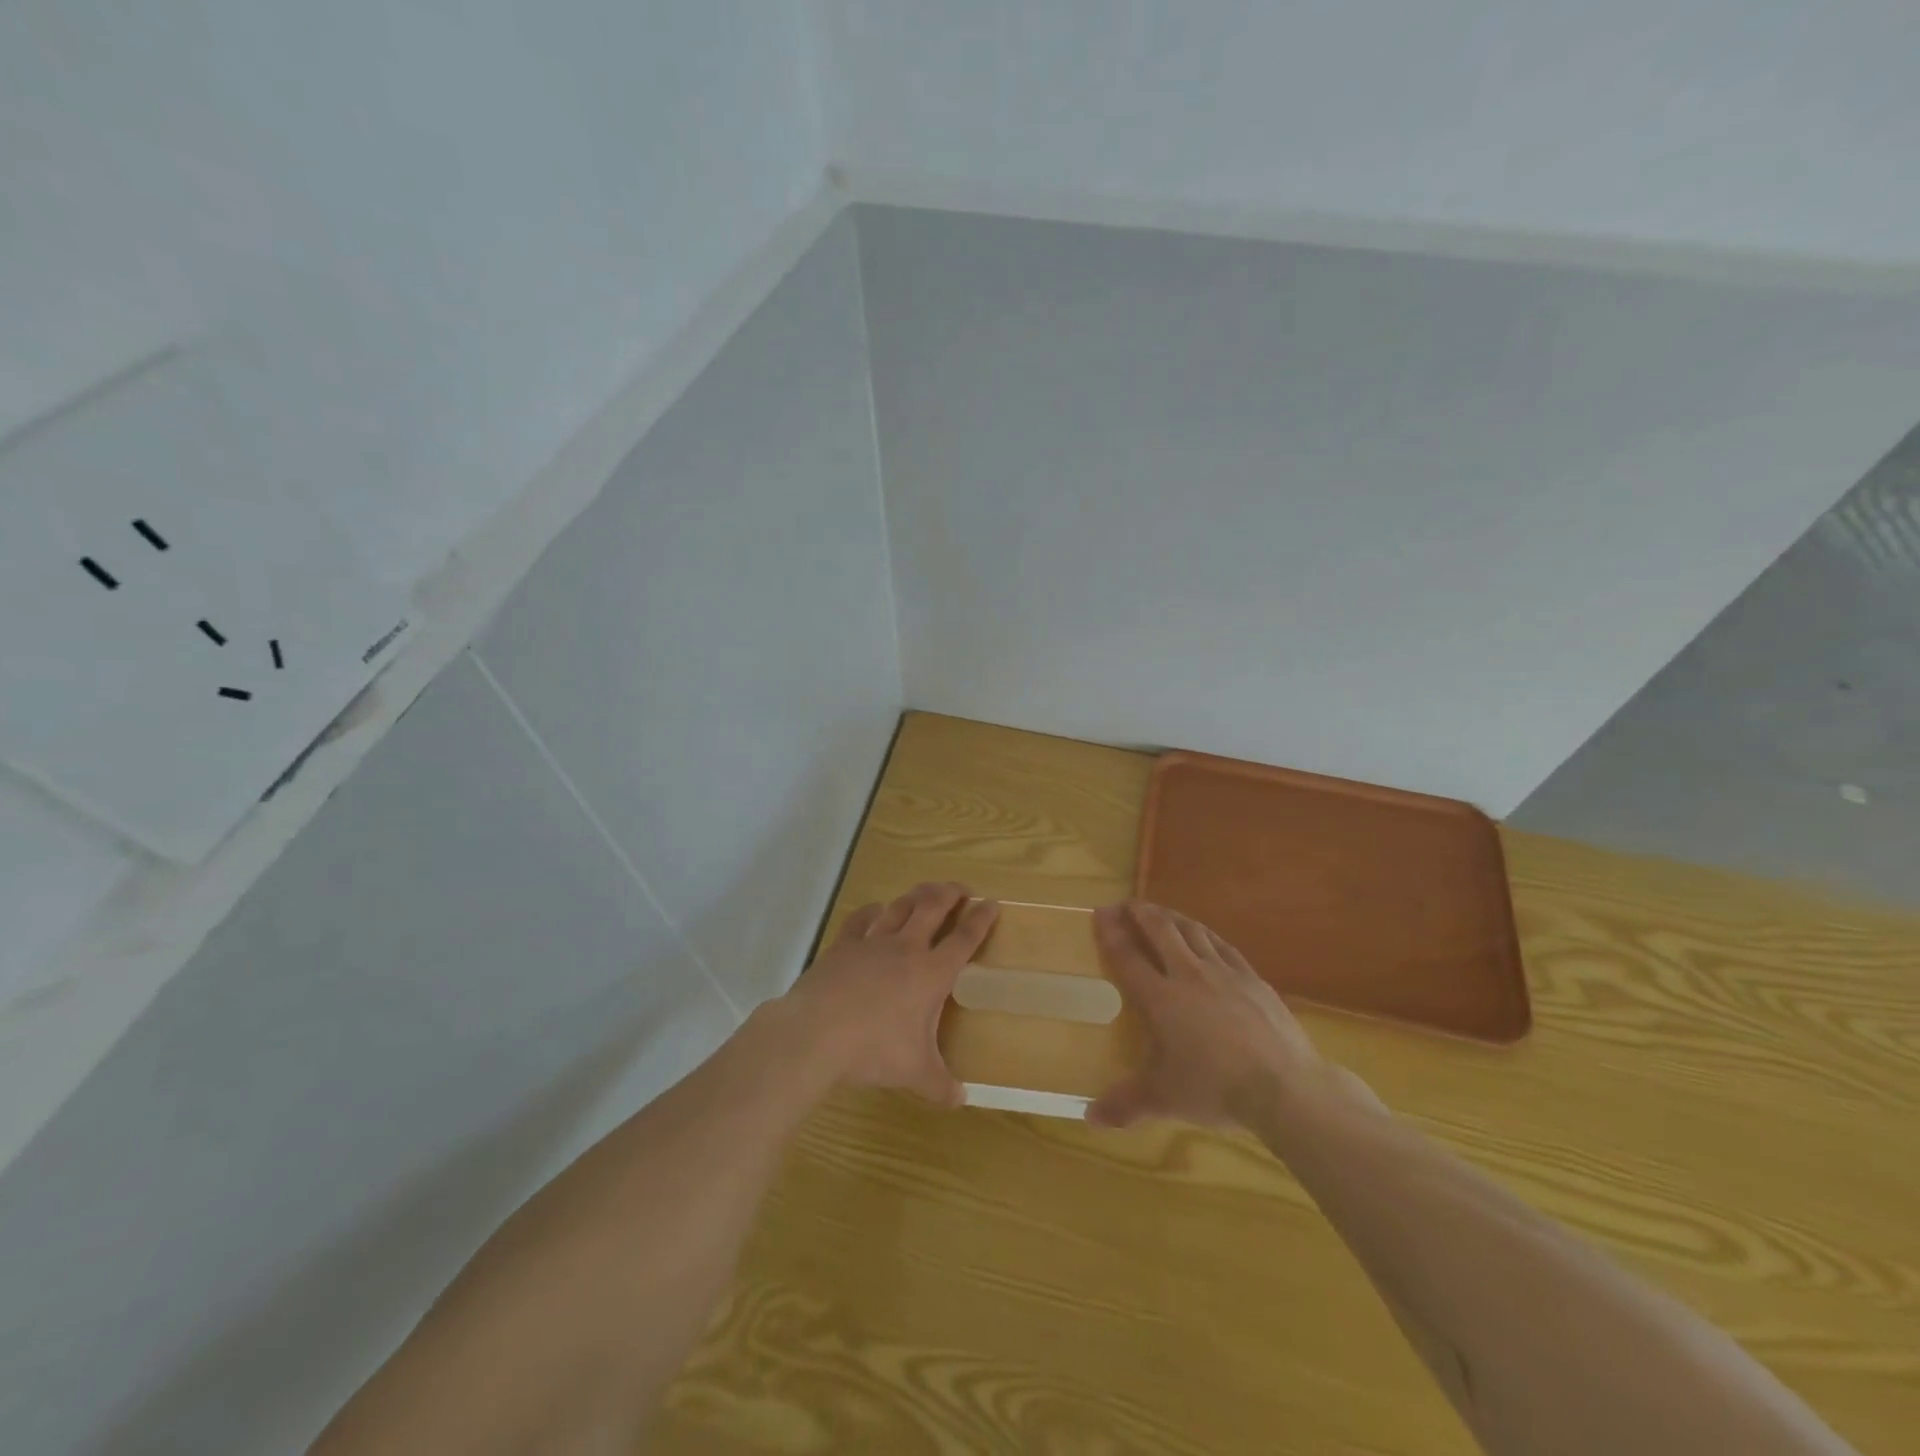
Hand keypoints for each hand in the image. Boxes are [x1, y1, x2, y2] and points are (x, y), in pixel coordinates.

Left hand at [782, 881, 996, 1106]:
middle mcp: (906, 949)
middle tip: (960, 889)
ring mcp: (872, 942)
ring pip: (900, 906)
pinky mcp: (843, 945)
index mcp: (931, 973)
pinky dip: (873, 910)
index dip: (981, 919)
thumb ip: (940, 1085)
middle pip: (933, 907)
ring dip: (916, 895)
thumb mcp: (914, 1073)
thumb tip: (960, 1101)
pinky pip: (862, 918)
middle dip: (950, 893)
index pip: (964, 939)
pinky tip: (876, 910)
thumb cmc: (873, 1050)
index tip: (992, 903)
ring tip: (926, 891)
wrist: (816, 1033)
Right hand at [1087, 900, 1324, 1129]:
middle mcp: (1188, 974)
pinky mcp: (1252, 978)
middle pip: (1160, 930)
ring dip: (1171, 916)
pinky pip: (1222, 945)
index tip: (1099, 913)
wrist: (1285, 1086)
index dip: (1110, 932)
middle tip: (1126, 905)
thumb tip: (1090, 1118)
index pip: (1127, 956)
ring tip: (1160, 912)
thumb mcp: (1164, 1099)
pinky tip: (1204, 936)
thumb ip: (1125, 1105)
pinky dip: (1205, 934)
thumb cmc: (1215, 1089)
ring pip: (1192, 931)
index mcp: (1160, 998)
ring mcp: (1223, 972)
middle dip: (1140, 912)